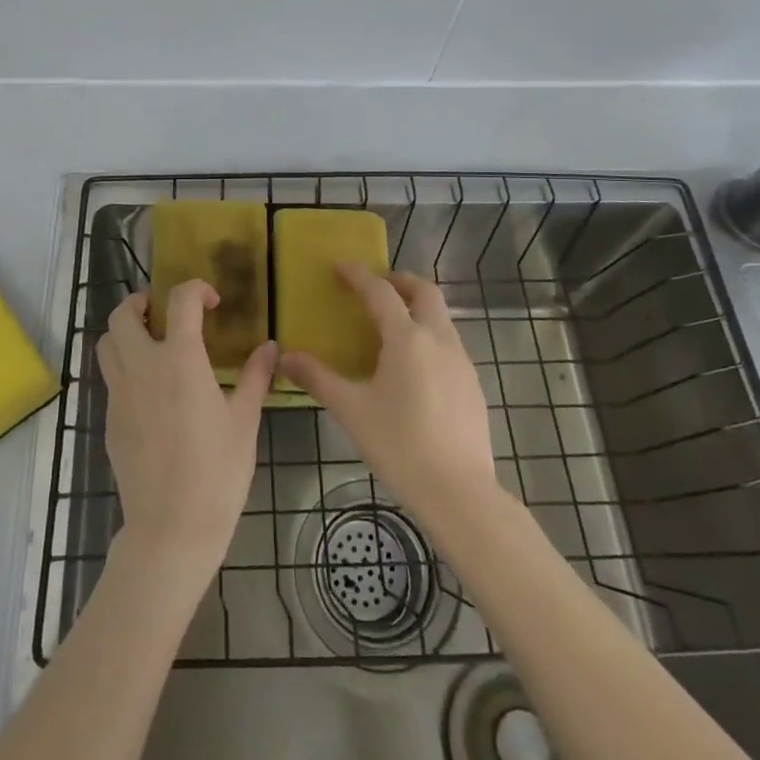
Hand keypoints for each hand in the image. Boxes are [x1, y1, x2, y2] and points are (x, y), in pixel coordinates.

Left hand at [99, 282, 276, 585]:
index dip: (196, 289)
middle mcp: (142, 367)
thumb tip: (270, 347)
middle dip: (142, 303)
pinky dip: (124, 368)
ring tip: (150, 344)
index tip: (212, 303)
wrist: (171, 529)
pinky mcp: (110, 420)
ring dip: (125, 332)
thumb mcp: (244, 422)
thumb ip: (254, 377)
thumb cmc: (217, 473)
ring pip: (106, 344)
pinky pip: (110, 378)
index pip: (180, 300)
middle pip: (123, 315)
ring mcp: (120, 394)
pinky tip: (150, 391)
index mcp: (179, 360)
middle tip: (164, 313)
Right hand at [278, 265, 498, 527]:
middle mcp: (438, 339)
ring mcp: (461, 361)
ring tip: (393, 325)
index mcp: (407, 338)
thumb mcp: (351, 410)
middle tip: (376, 286)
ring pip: (441, 317)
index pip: (380, 292)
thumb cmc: (399, 445)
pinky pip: (450, 344)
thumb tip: (286, 357)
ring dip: (417, 308)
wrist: (459, 492)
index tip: (340, 267)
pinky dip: (430, 336)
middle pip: (424, 292)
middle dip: (400, 281)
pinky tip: (414, 367)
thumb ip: (318, 379)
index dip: (358, 276)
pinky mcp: (472, 384)